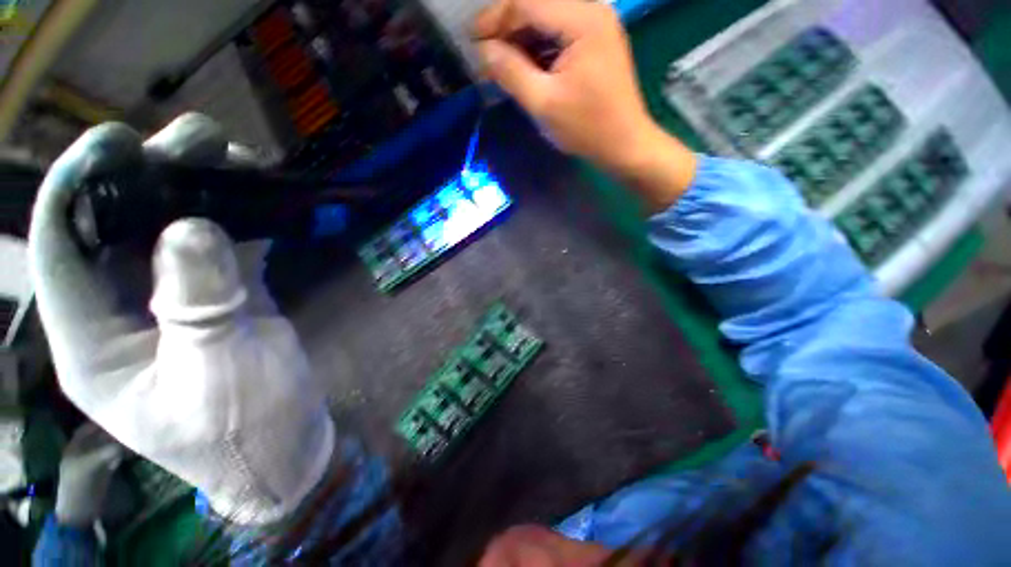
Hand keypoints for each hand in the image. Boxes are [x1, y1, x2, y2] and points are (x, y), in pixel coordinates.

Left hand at [28, 114, 334, 525]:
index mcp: (92, 343)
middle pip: (119, 228)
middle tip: (197, 139)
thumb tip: (192, 227)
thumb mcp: (215, 377)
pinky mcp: (221, 296)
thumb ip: (200, 306)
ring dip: (200, 190)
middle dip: (150, 175)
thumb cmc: (243, 430)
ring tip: (233, 156)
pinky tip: (258, 196)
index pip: (61, 253)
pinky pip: (221, 244)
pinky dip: (239, 217)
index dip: (78, 189)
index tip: (115, 140)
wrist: (286, 438)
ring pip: (171, 230)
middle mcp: (121, 312)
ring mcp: (174, 301)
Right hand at [473, 0, 696, 210]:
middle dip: (507, 29)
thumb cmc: (586, 128)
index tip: (472, 40)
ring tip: (500, 64)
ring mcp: (596, 25)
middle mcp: (592, 10)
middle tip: (484, 55)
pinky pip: (559, 35)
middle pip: (537, 6)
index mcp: (582, 20)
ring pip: (547, 20)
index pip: (527, 3)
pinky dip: (538, 48)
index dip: (495, 19)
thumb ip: (511, 72)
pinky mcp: (596, 42)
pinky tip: (524, 66)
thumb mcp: (544, 103)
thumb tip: (484, 51)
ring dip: (521, 39)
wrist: (624, 144)